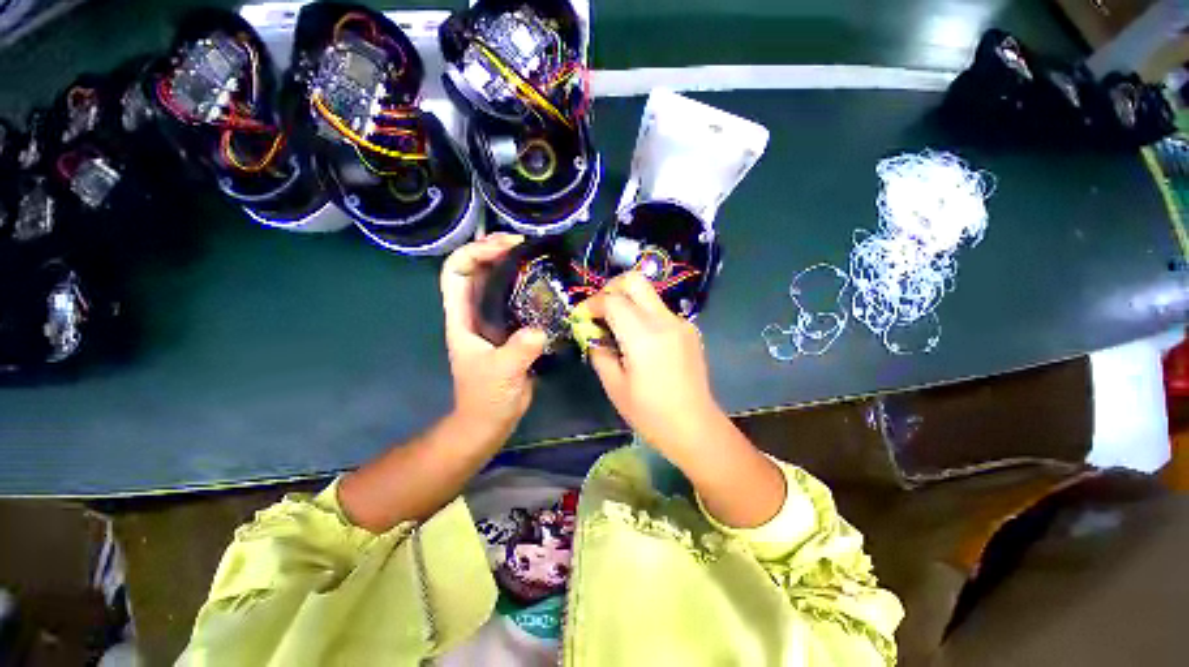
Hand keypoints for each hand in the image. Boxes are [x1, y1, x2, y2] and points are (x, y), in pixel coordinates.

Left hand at [441, 234, 547, 445]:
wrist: (492, 419)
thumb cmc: (486, 398)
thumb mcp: (501, 373)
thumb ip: (519, 350)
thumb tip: (540, 329)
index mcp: (462, 318)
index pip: (455, 272)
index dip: (474, 253)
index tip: (505, 247)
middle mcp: (475, 313)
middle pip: (477, 269)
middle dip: (495, 249)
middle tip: (524, 242)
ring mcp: (494, 320)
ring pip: (498, 282)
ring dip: (513, 264)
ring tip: (537, 255)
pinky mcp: (512, 329)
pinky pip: (517, 299)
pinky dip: (529, 286)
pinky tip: (546, 284)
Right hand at [576, 272, 786, 527]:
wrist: (695, 427)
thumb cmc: (650, 414)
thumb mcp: (614, 386)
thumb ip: (599, 352)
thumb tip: (592, 334)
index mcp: (643, 337)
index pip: (612, 300)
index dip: (592, 303)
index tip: (582, 317)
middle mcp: (665, 321)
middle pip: (635, 281)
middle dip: (611, 288)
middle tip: (599, 310)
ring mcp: (681, 323)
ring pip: (648, 294)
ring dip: (627, 302)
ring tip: (616, 328)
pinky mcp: (689, 330)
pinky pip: (659, 310)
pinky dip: (642, 314)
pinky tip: (638, 339)